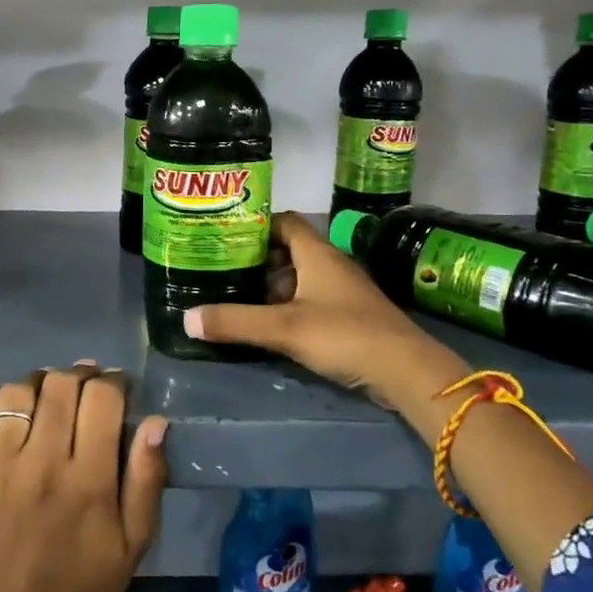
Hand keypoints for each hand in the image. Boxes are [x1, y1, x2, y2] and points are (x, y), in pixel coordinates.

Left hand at [0, 363, 168, 591]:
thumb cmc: (83, 584)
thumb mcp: (133, 542)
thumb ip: (148, 478)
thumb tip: (156, 420)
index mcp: (89, 480)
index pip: (102, 397)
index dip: (114, 381)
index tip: (117, 388)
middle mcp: (42, 464)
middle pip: (60, 385)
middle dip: (79, 375)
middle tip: (84, 389)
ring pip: (17, 392)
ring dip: (37, 385)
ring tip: (46, 399)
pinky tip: (2, 407)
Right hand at [182, 212, 469, 418]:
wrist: (406, 370)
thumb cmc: (344, 334)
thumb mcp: (284, 328)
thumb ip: (236, 322)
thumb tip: (186, 319)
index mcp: (317, 253)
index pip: (285, 221)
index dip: (257, 224)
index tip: (226, 235)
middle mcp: (331, 264)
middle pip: (289, 251)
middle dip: (257, 260)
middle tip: (223, 269)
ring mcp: (343, 291)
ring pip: (300, 278)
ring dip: (272, 287)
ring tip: (238, 297)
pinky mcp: (350, 316)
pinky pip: (311, 301)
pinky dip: (289, 307)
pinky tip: (270, 325)